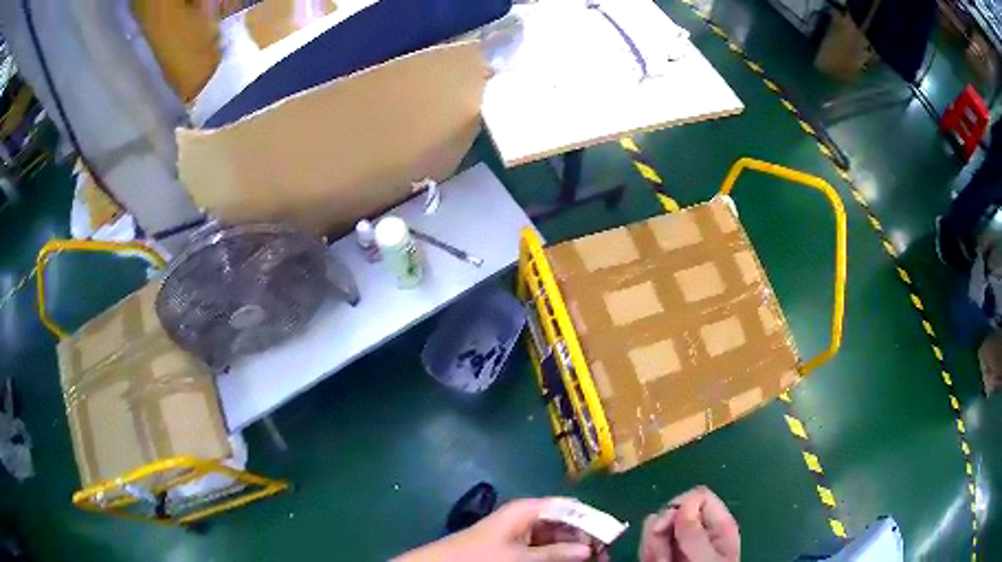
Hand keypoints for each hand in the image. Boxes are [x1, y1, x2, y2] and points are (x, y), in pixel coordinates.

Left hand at [394, 498, 593, 561]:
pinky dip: (557, 554)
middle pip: (565, 523)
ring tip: (593, 561)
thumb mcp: (521, 558)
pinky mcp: (512, 546)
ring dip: (573, 548)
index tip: (612, 539)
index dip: (592, 521)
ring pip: (556, 537)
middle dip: (585, 538)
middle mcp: (526, 516)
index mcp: (528, 510)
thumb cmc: (481, 557)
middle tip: (604, 556)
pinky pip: (543, 547)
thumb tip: (590, 549)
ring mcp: (519, 532)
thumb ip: (557, 553)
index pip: (570, 508)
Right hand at [639, 486, 739, 561]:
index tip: (668, 526)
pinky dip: (648, 554)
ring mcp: (681, 545)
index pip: (698, 497)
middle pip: (673, 511)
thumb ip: (696, 535)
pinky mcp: (664, 555)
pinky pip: (649, 545)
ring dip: (652, 546)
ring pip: (657, 528)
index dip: (680, 506)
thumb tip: (684, 504)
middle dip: (661, 531)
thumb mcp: (707, 560)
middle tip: (662, 555)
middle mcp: (699, 532)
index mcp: (719, 527)